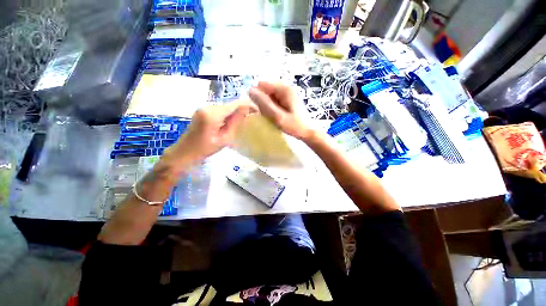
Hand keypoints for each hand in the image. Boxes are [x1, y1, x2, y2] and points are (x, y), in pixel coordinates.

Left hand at [163, 102, 255, 165]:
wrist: (184, 152)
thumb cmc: (205, 149)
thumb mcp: (224, 139)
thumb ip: (235, 123)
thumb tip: (246, 111)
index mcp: (213, 114)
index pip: (235, 104)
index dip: (248, 106)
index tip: (258, 112)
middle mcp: (208, 106)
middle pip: (230, 104)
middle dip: (242, 110)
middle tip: (251, 119)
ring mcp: (204, 107)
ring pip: (226, 107)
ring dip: (235, 113)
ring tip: (243, 122)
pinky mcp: (202, 111)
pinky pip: (220, 110)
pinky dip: (227, 115)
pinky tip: (230, 123)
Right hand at [249, 81, 311, 140]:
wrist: (308, 132)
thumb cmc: (294, 125)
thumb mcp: (277, 116)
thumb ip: (264, 104)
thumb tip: (250, 90)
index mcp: (284, 89)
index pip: (263, 85)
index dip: (258, 96)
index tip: (259, 109)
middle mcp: (285, 89)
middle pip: (266, 91)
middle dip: (263, 102)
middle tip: (267, 115)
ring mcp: (287, 95)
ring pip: (270, 97)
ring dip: (267, 106)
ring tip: (271, 117)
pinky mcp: (287, 101)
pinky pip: (274, 101)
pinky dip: (272, 108)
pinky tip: (275, 117)